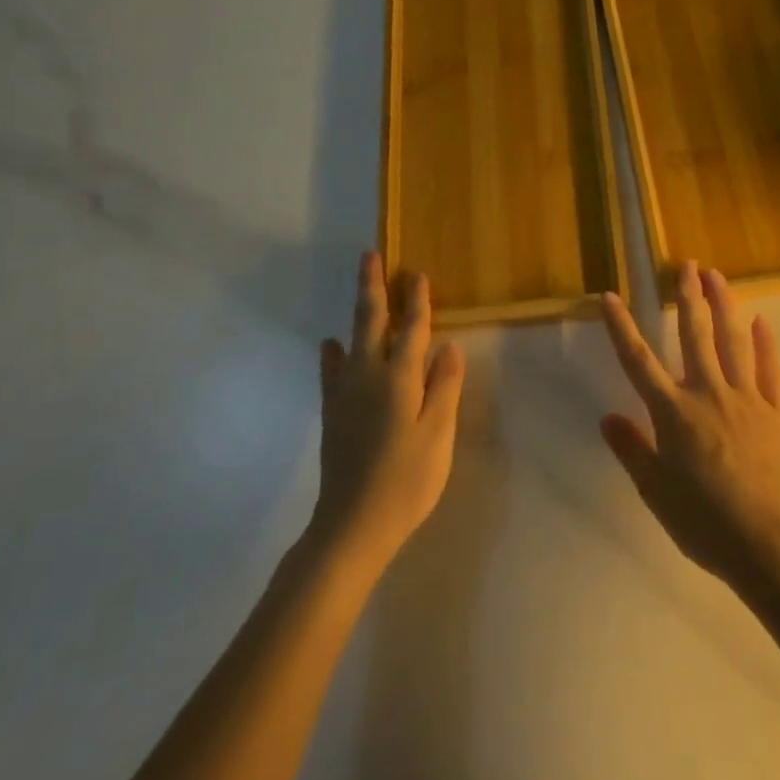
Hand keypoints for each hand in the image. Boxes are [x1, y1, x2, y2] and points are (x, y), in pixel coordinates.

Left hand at [309, 254, 465, 570]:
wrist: (353, 524)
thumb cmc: (407, 479)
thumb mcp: (438, 434)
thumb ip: (444, 386)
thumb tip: (448, 345)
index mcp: (400, 378)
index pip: (412, 329)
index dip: (417, 301)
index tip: (418, 274)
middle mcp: (368, 375)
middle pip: (371, 321)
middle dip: (373, 287)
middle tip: (370, 255)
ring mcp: (345, 393)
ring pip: (352, 339)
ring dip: (358, 310)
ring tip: (361, 288)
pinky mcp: (333, 413)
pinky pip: (332, 371)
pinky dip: (333, 353)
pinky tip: (331, 344)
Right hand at [599, 261, 779, 591]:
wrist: (769, 543)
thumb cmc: (704, 522)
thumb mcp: (656, 492)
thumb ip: (632, 450)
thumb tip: (607, 417)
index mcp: (673, 413)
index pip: (639, 361)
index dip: (622, 327)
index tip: (610, 296)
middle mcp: (708, 393)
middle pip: (694, 335)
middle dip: (688, 297)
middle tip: (687, 265)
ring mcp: (746, 399)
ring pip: (732, 341)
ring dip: (724, 305)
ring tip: (718, 276)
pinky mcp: (776, 412)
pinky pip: (770, 369)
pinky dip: (766, 343)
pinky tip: (762, 320)